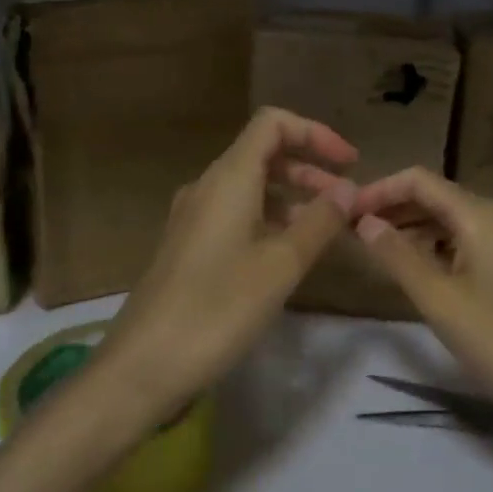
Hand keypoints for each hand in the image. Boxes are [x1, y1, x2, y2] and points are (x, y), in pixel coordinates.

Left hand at [94, 108, 358, 415]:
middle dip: (310, 169)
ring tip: (327, 228)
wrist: (142, 368)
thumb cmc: (217, 309)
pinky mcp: (190, 247)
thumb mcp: (281, 265)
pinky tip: (290, 253)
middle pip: (264, 154)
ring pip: (252, 187)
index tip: (350, 163)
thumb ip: (320, 221)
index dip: (315, 133)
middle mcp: (208, 188)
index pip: (272, 124)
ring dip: (294, 197)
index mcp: (228, 179)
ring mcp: (195, 218)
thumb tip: (349, 188)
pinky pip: (239, 215)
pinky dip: (272, 220)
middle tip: (346, 201)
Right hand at [349, 167, 492, 429]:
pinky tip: (408, 269)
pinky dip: (427, 248)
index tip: (344, 212)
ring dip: (407, 228)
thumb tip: (364, 222)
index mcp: (475, 214)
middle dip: (390, 208)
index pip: (417, 180)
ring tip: (370, 248)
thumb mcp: (439, 299)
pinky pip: (456, 243)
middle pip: (430, 196)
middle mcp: (488, 218)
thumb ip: (398, 256)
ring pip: (442, 221)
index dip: (378, 190)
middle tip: (349, 230)